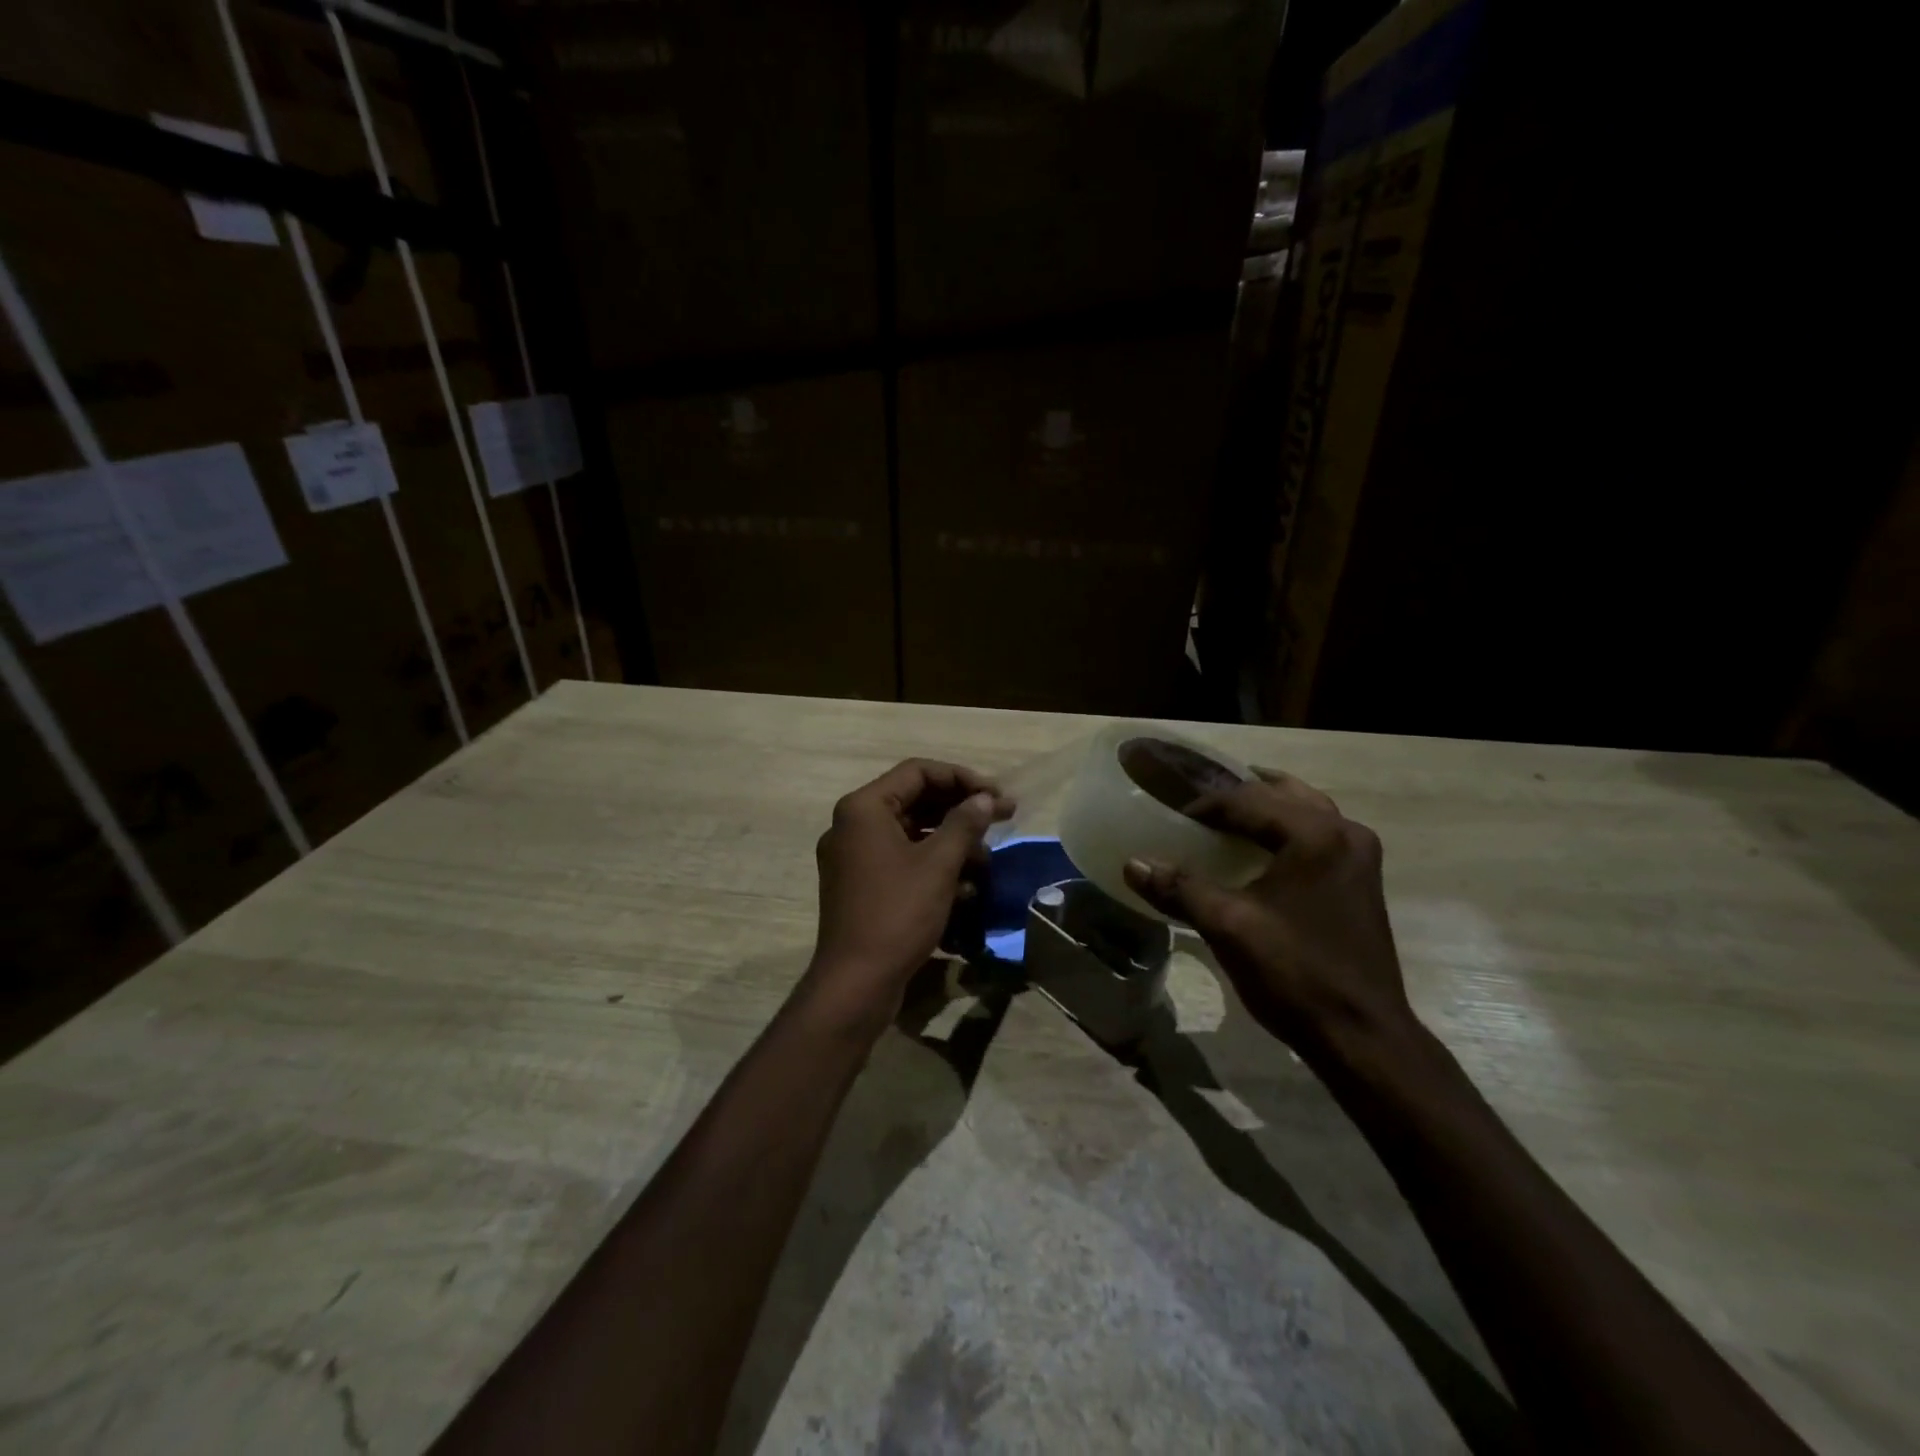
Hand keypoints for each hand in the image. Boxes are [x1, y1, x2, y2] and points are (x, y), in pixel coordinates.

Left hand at [804, 759, 1013, 1033]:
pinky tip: (965, 890)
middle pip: (915, 801)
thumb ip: (965, 823)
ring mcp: (854, 858)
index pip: (918, 772)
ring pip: (912, 834)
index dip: (962, 779)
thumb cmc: (897, 913)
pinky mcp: (862, 886)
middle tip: (1003, 818)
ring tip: (986, 862)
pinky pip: (903, 861)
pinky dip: (934, 868)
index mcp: (863, 808)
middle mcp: (853, 825)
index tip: (997, 797)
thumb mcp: (938, 865)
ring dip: (952, 843)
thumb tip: (985, 799)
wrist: (856, 983)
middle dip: (961, 812)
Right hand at [1122, 770, 1412, 1063]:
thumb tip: (1132, 864)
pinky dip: (1284, 831)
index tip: (1171, 819)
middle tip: (1197, 808)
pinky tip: (1259, 851)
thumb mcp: (1228, 926)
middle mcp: (1344, 832)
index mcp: (1315, 834)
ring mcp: (1359, 857)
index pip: (1247, 800)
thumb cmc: (1294, 974)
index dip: (1204, 807)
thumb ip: (1179, 888)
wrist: (1361, 1036)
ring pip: (1304, 811)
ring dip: (1264, 809)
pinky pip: (1317, 835)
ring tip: (1226, 817)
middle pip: (1281, 794)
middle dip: (1236, 797)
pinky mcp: (1361, 881)